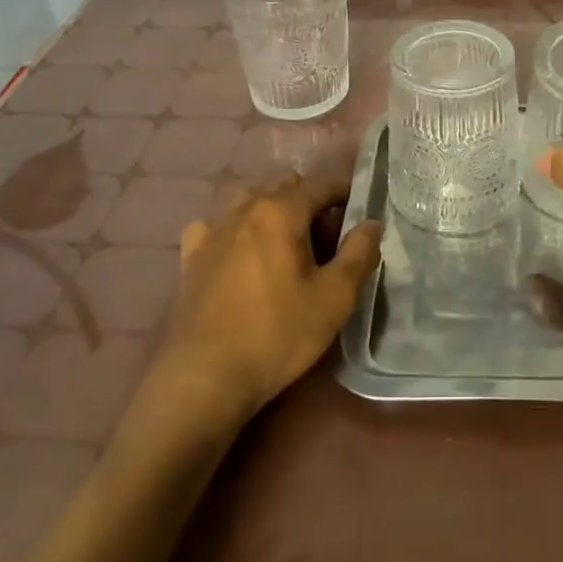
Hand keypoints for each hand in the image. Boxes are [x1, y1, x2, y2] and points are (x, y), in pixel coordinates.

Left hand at [155, 172, 381, 425]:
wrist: (204, 377)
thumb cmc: (277, 334)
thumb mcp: (334, 298)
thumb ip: (359, 253)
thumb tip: (371, 223)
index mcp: (281, 211)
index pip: (321, 183)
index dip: (345, 190)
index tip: (360, 208)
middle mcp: (245, 208)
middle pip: (283, 184)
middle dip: (309, 197)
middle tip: (325, 234)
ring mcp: (213, 230)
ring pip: (248, 198)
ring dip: (271, 208)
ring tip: (285, 241)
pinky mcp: (191, 257)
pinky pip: (215, 225)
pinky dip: (232, 229)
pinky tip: (237, 252)